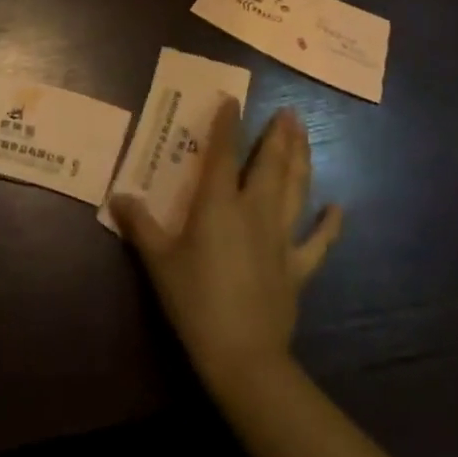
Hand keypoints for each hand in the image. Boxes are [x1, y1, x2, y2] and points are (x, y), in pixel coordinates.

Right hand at [111, 102, 340, 386]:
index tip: (233, 100)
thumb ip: (140, 225)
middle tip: (288, 111)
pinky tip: (338, 208)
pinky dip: (329, 224)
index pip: (223, 153)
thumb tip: (119, 196)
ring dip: (301, 159)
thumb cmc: (195, 302)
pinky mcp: (298, 267)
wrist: (243, 357)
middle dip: (278, 135)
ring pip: (295, 189)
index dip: (228, 124)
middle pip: (269, 164)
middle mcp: (254, 210)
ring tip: (304, 134)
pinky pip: (318, 242)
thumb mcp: (158, 262)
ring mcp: (281, 238)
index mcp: (219, 204)